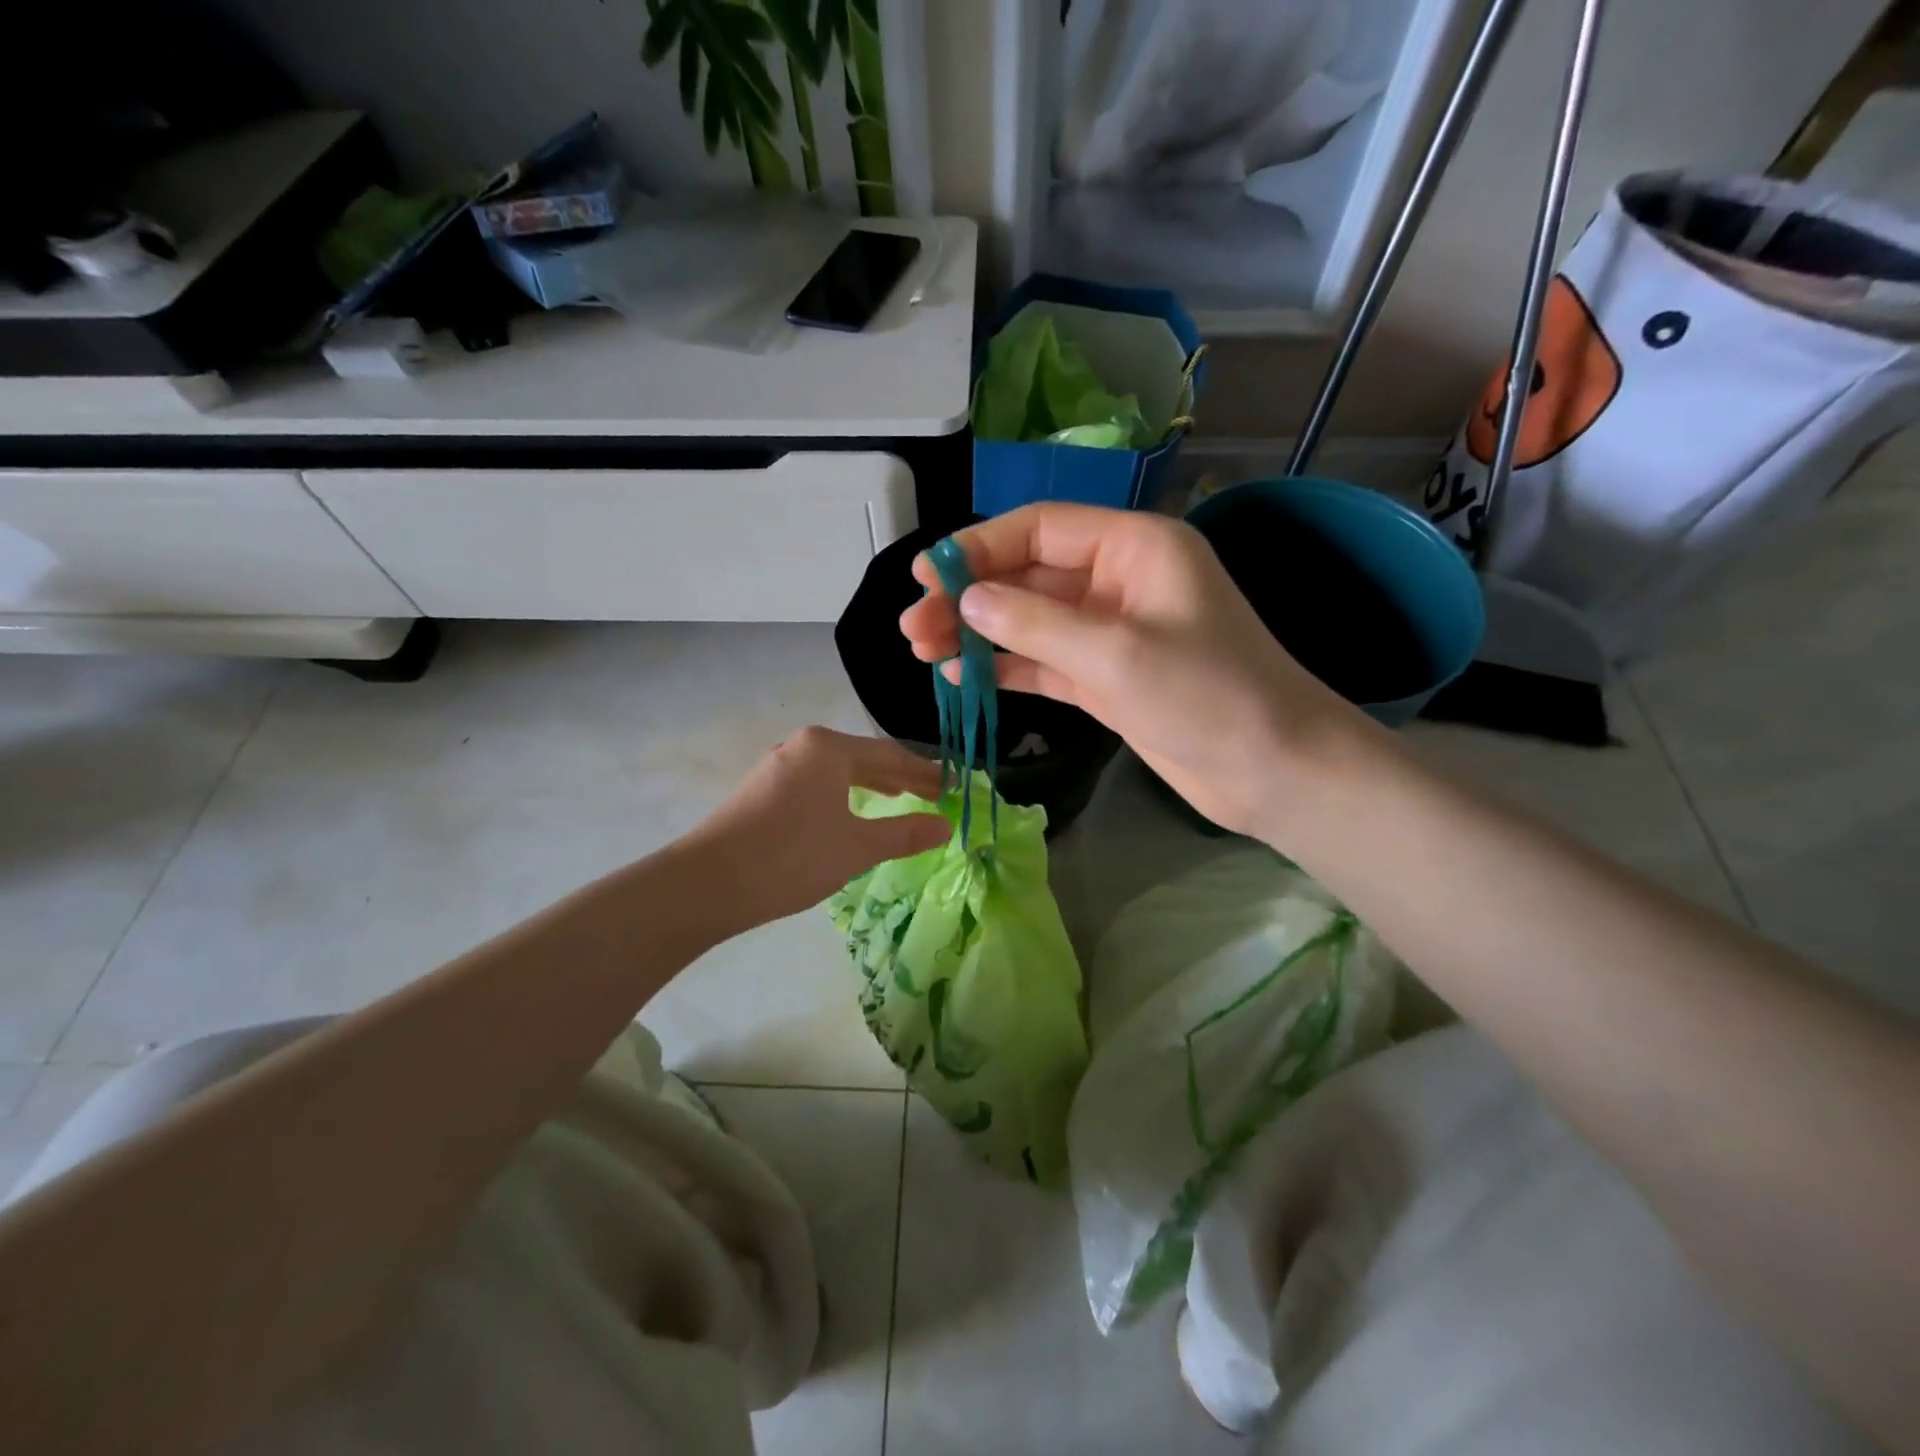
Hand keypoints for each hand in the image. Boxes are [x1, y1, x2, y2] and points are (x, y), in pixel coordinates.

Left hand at [684, 726, 949, 929]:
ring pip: (838, 771)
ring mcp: (778, 766)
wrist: (707, 884)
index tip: (953, 788)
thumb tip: (946, 825)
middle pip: (864, 758)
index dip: (925, 774)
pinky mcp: (762, 789)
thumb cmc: (791, 858)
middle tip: (934, 797)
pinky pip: (817, 783)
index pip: (891, 755)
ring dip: (872, 786)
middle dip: (901, 778)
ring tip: (899, 800)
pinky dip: (843, 795)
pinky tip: (850, 812)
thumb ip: (904, 833)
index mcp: (828, 748)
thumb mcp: (857, 847)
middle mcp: (803, 746)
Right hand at [899, 503, 1370, 838]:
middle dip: (969, 598)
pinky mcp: (1106, 678)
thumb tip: (967, 602)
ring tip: (922, 652)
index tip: (925, 573)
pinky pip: (1043, 662)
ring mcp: (1111, 632)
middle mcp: (1119, 581)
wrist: (1273, 771)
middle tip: (912, 627)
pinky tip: (960, 676)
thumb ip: (1035, 625)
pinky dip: (1004, 668)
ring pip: (1029, 622)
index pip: (1041, 529)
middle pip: (1028, 576)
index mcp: (1134, 548)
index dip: (979, 546)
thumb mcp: (1115, 654)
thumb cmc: (1207, 697)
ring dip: (978, 634)